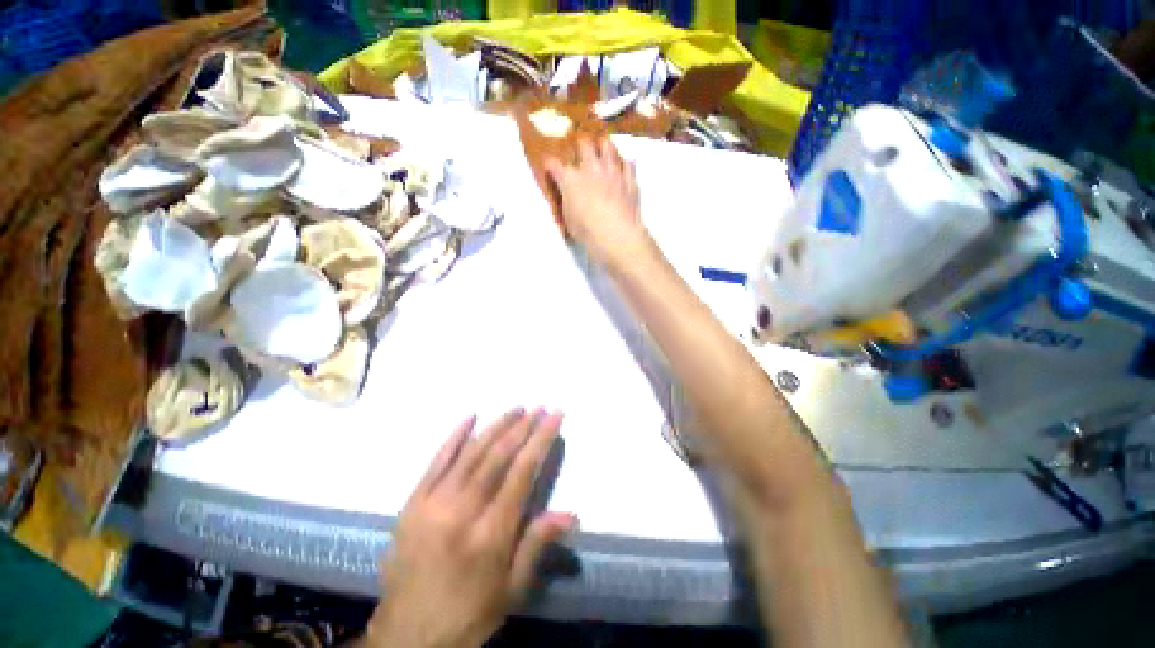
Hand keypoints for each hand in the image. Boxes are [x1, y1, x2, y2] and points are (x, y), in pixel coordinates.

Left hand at [364, 409, 575, 647]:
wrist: (406, 638)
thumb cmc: (469, 614)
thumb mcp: (512, 589)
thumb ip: (537, 544)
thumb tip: (570, 514)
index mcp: (490, 533)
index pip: (522, 472)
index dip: (541, 439)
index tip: (554, 416)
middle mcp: (462, 510)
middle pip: (498, 456)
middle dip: (523, 427)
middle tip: (539, 407)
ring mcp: (433, 503)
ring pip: (471, 452)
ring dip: (497, 426)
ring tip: (516, 408)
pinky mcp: (412, 502)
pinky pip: (437, 461)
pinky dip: (455, 436)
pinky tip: (470, 417)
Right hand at [545, 138, 648, 268]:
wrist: (615, 233)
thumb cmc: (586, 230)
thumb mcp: (569, 219)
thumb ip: (568, 203)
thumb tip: (568, 198)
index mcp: (570, 180)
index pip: (555, 165)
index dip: (551, 165)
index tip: (550, 166)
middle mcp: (590, 169)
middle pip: (584, 145)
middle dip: (581, 145)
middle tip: (582, 149)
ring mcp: (612, 172)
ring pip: (608, 147)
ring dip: (604, 147)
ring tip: (604, 148)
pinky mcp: (629, 180)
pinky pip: (628, 164)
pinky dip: (624, 164)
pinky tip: (623, 167)